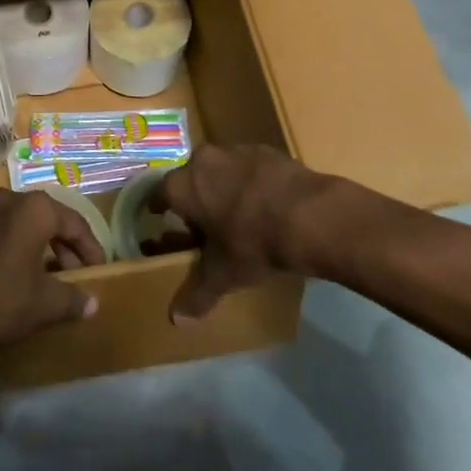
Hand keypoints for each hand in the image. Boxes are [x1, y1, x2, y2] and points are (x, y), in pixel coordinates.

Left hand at [0, 189, 105, 366]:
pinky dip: (2, 250)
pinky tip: (2, 277)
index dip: (90, 247)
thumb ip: (72, 298)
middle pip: (43, 219)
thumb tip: (93, 303)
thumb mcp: (43, 304)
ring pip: (13, 225)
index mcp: (33, 209)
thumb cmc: (0, 301)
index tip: (97, 269)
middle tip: (70, 274)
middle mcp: (5, 200)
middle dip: (60, 246)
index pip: (73, 222)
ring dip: (30, 246)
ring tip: (38, 276)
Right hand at [156, 145, 340, 323]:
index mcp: (184, 185)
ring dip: (224, 187)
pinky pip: (250, 167)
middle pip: (191, 178)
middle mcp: (204, 160)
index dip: (159, 208)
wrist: (311, 216)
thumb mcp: (223, 274)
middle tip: (203, 221)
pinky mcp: (269, 150)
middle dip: (194, 197)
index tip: (161, 218)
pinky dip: (252, 182)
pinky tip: (266, 204)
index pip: (159, 193)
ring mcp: (238, 151)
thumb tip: (176, 320)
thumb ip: (197, 294)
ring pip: (221, 169)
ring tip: (237, 213)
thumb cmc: (253, 243)